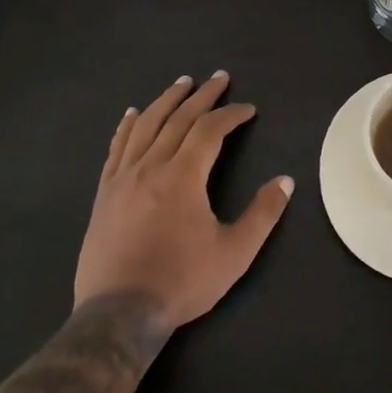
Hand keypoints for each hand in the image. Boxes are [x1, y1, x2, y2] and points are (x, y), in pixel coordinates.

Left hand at [74, 72, 294, 330]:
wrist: (119, 314)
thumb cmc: (181, 282)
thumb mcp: (234, 253)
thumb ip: (262, 214)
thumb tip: (286, 181)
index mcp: (183, 176)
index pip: (210, 130)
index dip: (231, 114)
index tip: (248, 109)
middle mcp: (151, 166)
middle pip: (178, 118)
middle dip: (202, 95)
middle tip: (219, 78)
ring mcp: (123, 178)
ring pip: (145, 125)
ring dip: (166, 100)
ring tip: (181, 83)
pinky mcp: (105, 193)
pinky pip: (116, 148)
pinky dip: (127, 126)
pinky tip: (132, 114)